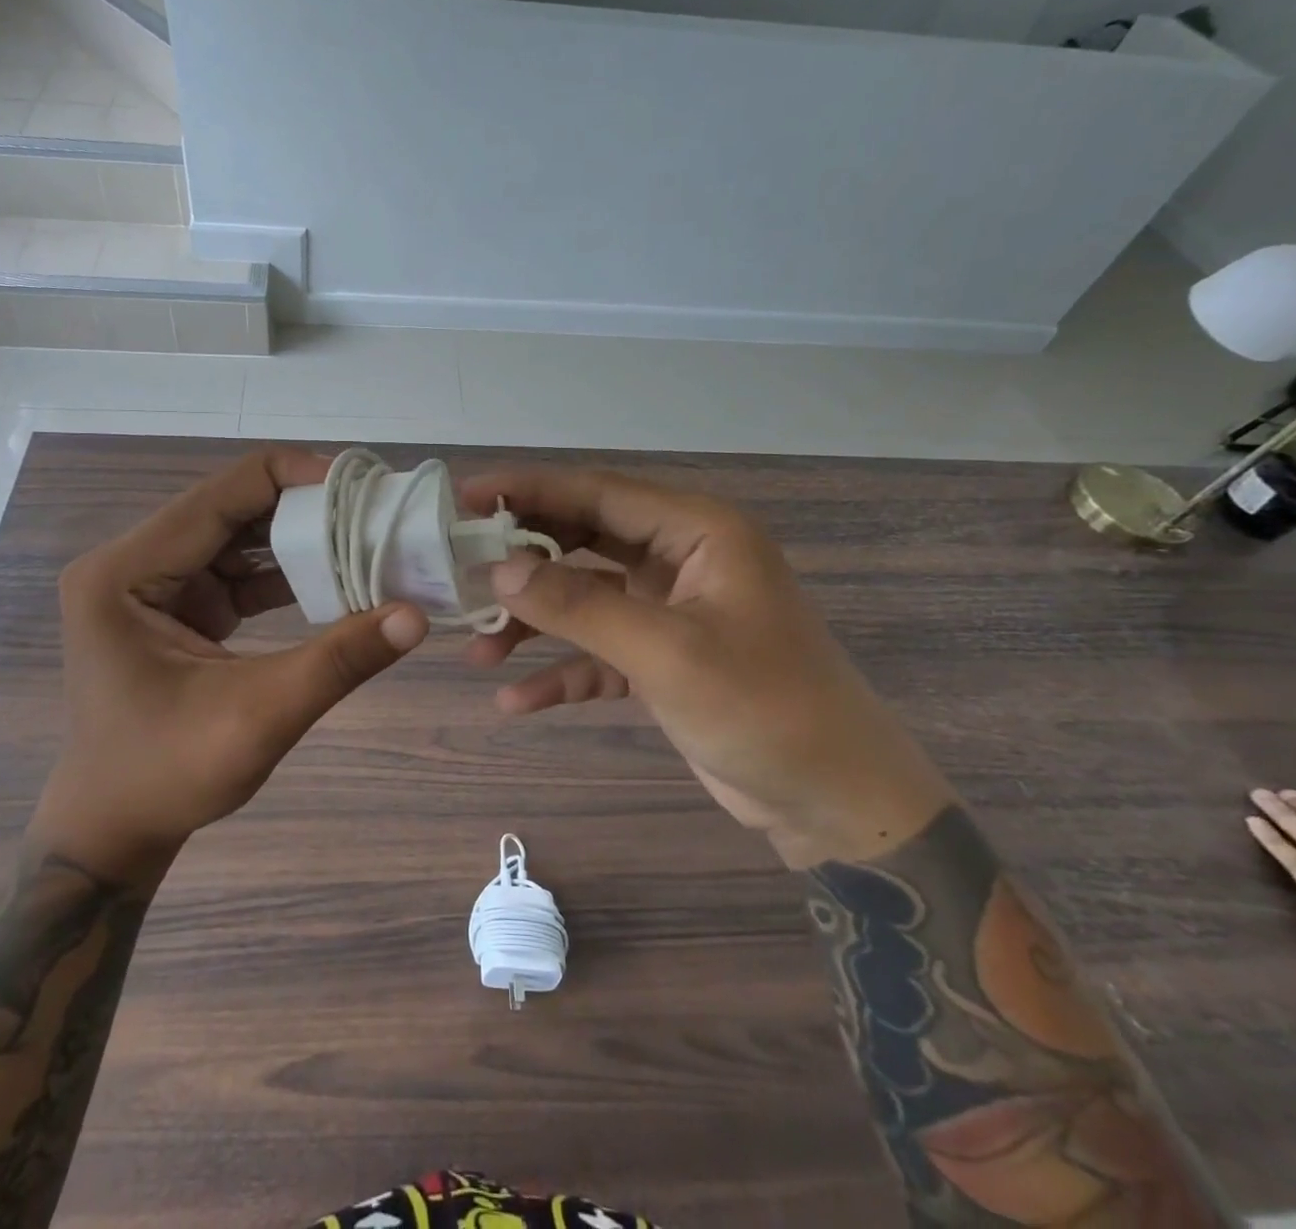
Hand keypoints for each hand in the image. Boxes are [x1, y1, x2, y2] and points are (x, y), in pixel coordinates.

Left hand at [34, 448, 428, 878]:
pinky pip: (235, 571)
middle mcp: (130, 563)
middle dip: (303, 509)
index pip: (220, 495)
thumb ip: (338, 661)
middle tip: (373, 512)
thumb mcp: (259, 716)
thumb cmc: (168, 775)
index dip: (293, 479)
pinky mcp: (174, 606)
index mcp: (124, 573)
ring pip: (236, 537)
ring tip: (364, 538)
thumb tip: (416, 615)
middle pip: (230, 509)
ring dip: (297, 540)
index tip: (362, 486)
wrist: (114, 829)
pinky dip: (282, 574)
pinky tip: (332, 579)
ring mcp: (150, 583)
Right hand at [458, 467, 949, 866]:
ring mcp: (672, 609)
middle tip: (459, 570)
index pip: (599, 493)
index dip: (528, 490)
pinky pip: (599, 651)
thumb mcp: (667, 653)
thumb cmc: (765, 710)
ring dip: (534, 623)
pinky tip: (517, 701)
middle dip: (523, 560)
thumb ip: (580, 606)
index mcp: (699, 532)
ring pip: (585, 598)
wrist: (836, 805)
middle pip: (585, 540)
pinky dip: (562, 670)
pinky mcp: (664, 658)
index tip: (465, 499)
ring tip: (478, 651)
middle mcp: (683, 559)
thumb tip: (499, 570)